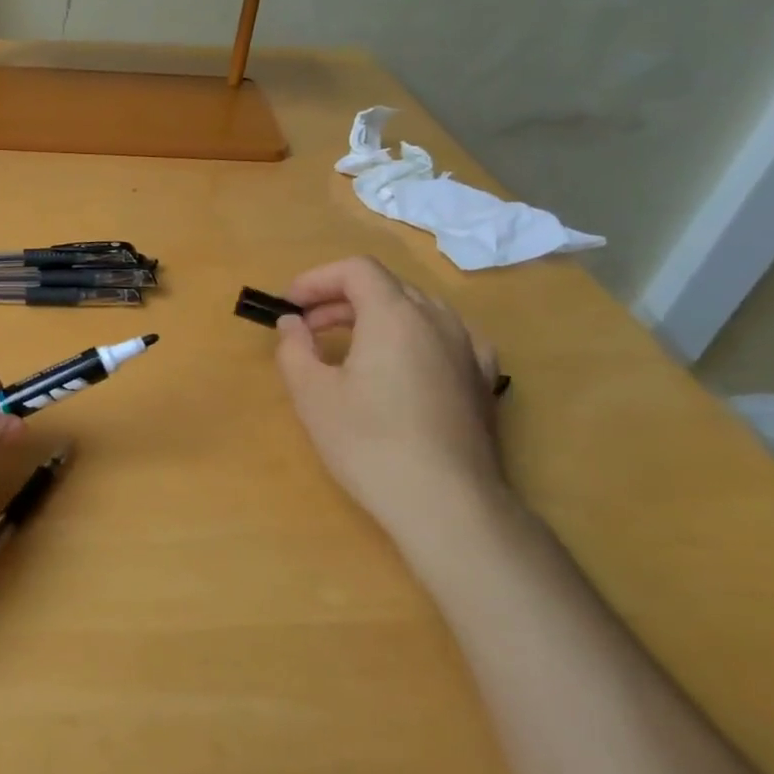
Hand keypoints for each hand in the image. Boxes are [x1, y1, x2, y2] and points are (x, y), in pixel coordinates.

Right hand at [274, 257, 506, 534]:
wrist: (447, 503)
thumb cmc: (370, 443)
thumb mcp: (313, 395)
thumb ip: (294, 348)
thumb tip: (293, 324)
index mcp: (395, 314)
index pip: (356, 270)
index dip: (316, 279)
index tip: (289, 306)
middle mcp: (438, 319)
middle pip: (386, 287)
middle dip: (340, 300)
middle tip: (306, 330)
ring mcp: (468, 348)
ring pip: (417, 310)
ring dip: (376, 317)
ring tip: (348, 348)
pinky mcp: (483, 380)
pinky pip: (445, 337)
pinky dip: (413, 338)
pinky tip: (403, 365)